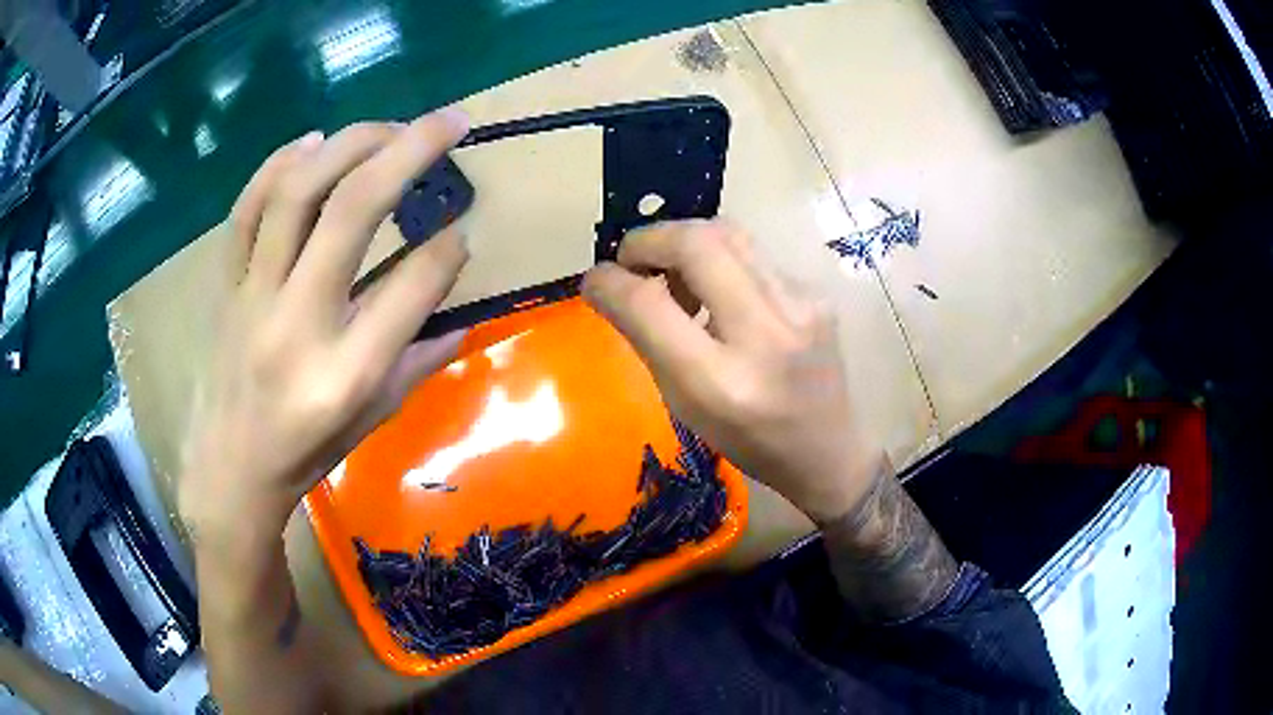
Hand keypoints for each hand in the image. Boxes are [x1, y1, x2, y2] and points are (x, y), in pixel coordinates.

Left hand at [177, 109, 470, 539]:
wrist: (231, 471)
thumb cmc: (307, 453)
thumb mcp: (374, 419)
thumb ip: (421, 360)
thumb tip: (465, 313)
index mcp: (346, 373)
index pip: (413, 287)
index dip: (448, 249)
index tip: (462, 229)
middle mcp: (299, 322)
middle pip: (354, 212)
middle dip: (410, 152)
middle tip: (449, 122)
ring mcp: (254, 296)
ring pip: (297, 192)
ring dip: (350, 143)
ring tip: (387, 127)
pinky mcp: (226, 284)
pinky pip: (246, 209)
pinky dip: (279, 164)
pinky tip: (312, 141)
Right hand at [582, 220, 885, 523]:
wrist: (828, 450)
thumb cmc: (749, 441)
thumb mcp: (686, 405)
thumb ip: (648, 340)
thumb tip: (612, 285)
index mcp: (721, 382)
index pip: (650, 305)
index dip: (610, 281)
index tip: (595, 279)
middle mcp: (766, 333)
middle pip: (696, 242)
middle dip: (649, 239)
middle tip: (632, 261)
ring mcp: (801, 305)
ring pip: (728, 234)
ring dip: (685, 242)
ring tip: (673, 275)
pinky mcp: (816, 292)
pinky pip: (753, 254)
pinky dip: (720, 261)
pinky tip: (720, 292)